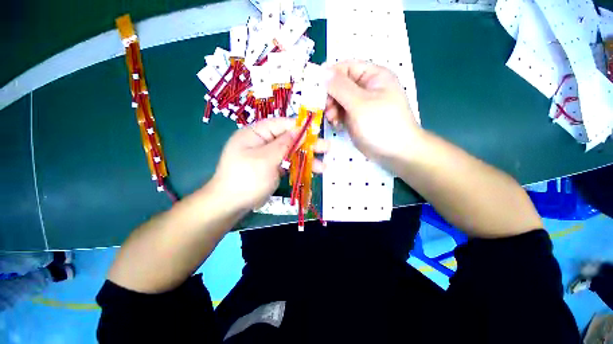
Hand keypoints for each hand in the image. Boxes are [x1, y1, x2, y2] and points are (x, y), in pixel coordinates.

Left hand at [210, 118, 328, 211]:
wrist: (231, 204)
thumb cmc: (247, 178)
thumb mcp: (266, 159)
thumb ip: (284, 144)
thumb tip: (300, 130)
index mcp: (256, 133)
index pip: (281, 124)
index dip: (299, 127)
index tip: (316, 132)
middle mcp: (262, 142)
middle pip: (288, 139)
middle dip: (307, 144)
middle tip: (326, 147)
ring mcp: (268, 156)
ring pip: (290, 153)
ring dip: (306, 159)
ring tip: (323, 165)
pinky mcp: (271, 168)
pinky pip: (287, 164)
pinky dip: (298, 167)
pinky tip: (312, 171)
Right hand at [325, 60, 421, 163]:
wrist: (395, 152)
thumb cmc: (381, 124)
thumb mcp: (360, 103)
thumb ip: (340, 87)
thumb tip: (322, 72)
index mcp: (373, 76)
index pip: (346, 67)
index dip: (330, 75)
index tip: (317, 89)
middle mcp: (367, 87)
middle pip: (341, 84)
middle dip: (331, 96)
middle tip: (326, 109)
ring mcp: (361, 104)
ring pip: (339, 99)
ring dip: (332, 108)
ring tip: (332, 119)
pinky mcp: (356, 118)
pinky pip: (342, 112)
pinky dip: (336, 117)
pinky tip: (336, 125)